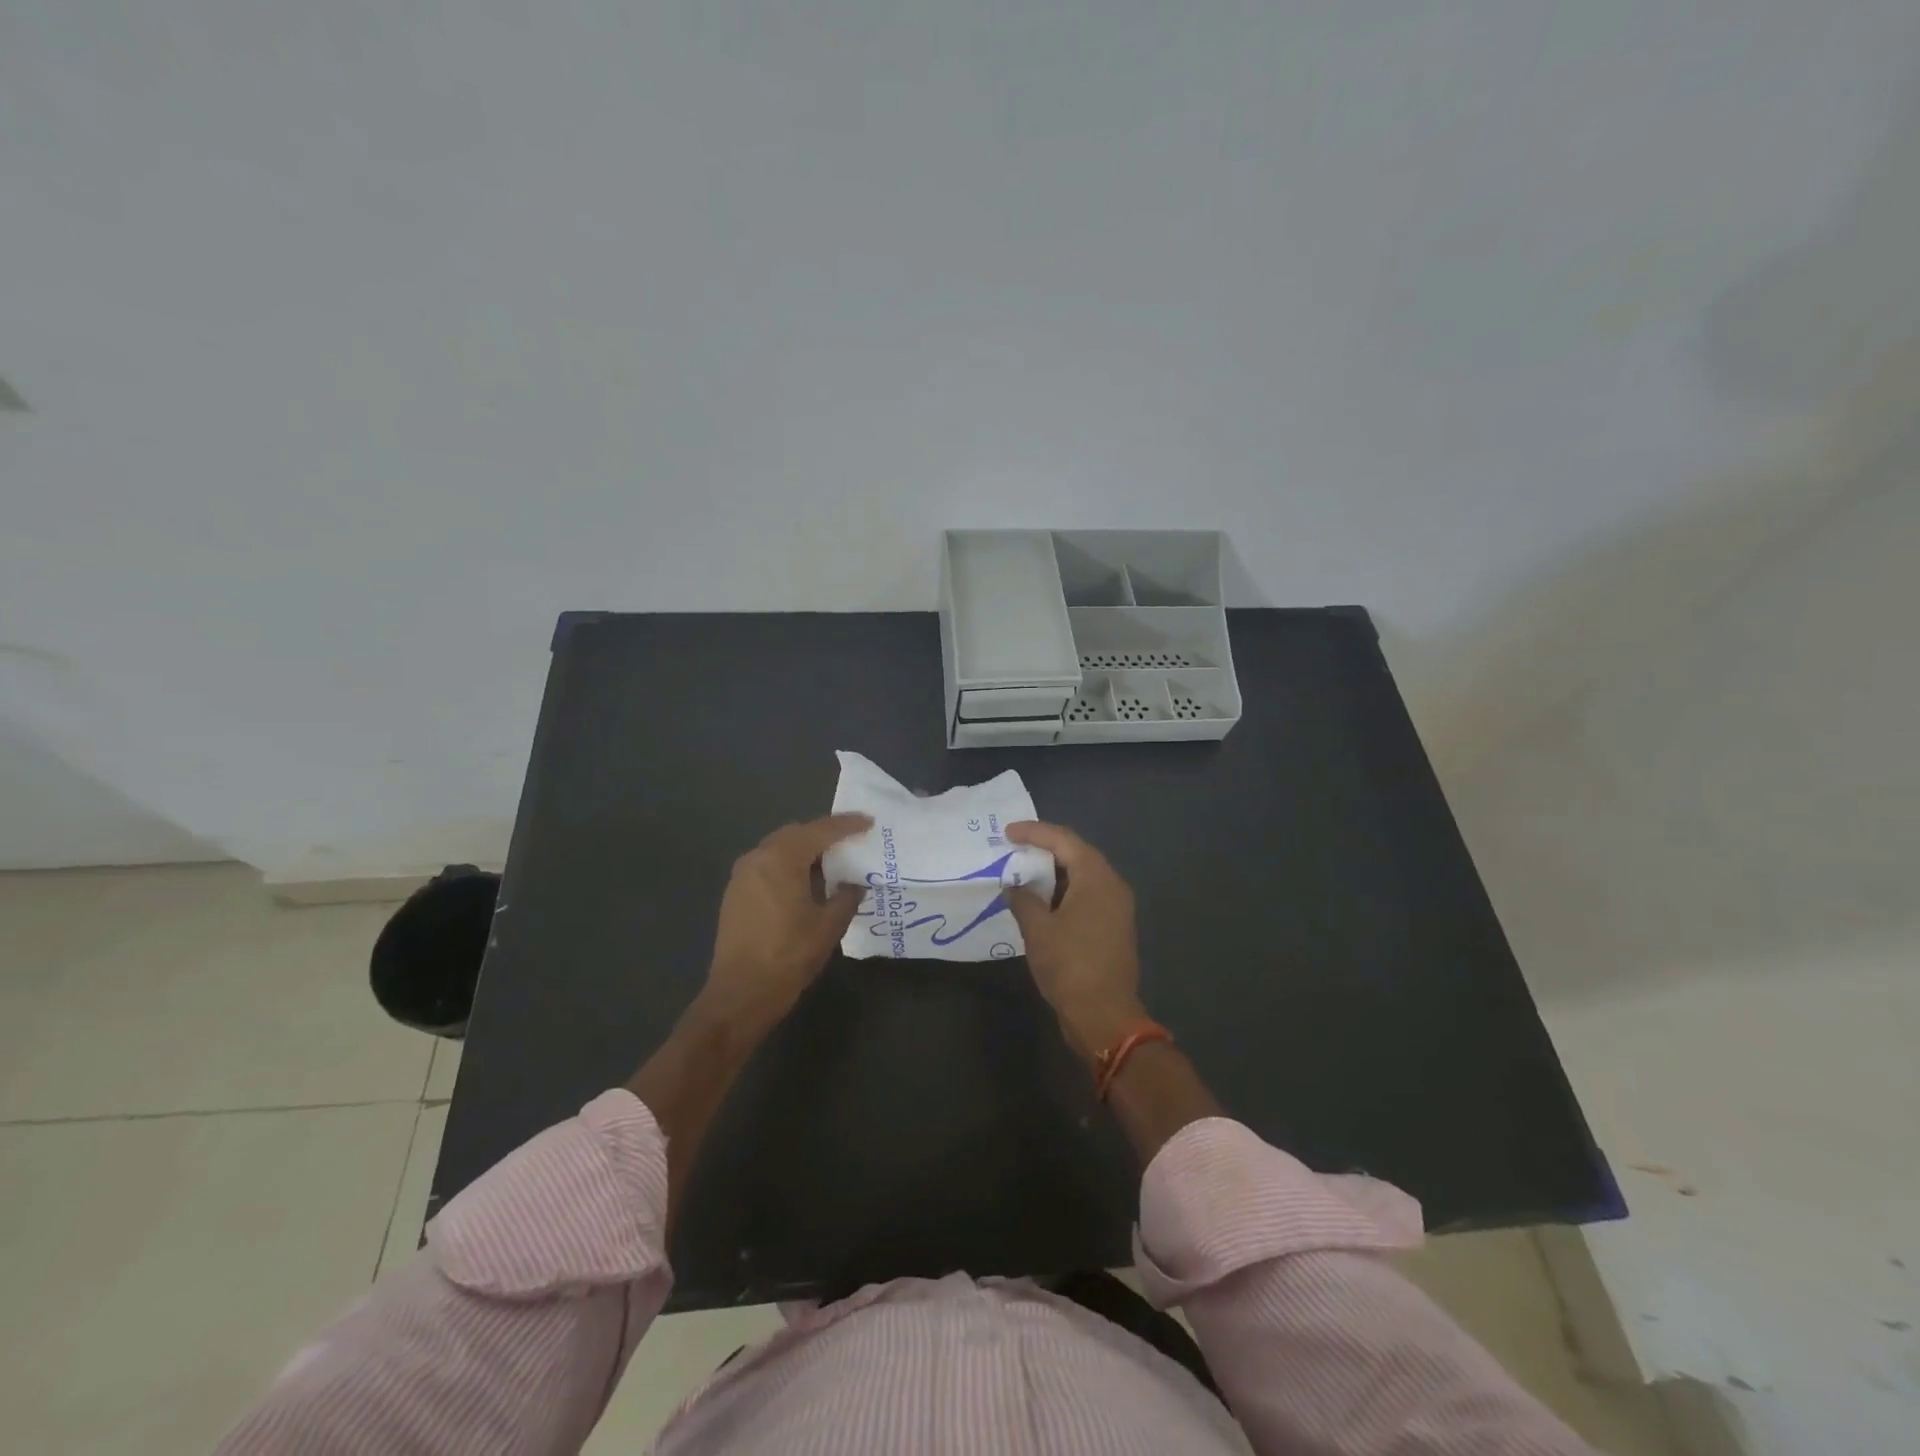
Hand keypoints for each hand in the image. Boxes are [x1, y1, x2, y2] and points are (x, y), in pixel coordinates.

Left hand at [702, 813, 871, 1032]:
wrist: (741, 994)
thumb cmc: (789, 955)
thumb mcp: (829, 925)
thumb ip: (846, 896)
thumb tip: (854, 884)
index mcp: (781, 858)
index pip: (820, 830)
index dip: (847, 825)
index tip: (869, 821)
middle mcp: (758, 857)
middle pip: (796, 833)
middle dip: (824, 834)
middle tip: (851, 840)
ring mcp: (742, 875)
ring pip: (779, 849)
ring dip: (804, 850)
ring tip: (831, 862)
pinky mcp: (735, 894)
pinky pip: (767, 866)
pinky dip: (788, 865)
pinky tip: (805, 883)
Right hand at [1004, 821, 1146, 1061]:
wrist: (1104, 1016)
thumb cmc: (1070, 965)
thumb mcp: (1037, 929)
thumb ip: (1023, 899)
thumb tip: (1014, 886)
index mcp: (1097, 877)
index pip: (1063, 840)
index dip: (1034, 832)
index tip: (1006, 833)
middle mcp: (1112, 885)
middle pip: (1076, 854)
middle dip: (1043, 850)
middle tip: (1013, 849)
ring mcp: (1116, 908)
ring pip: (1081, 877)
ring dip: (1052, 873)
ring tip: (1021, 873)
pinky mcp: (1112, 927)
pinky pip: (1086, 896)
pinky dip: (1062, 892)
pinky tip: (1039, 901)